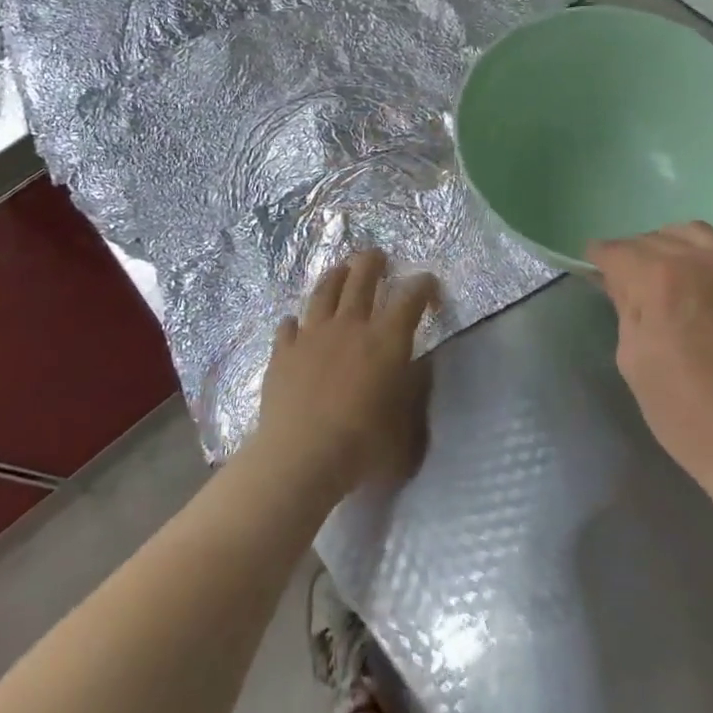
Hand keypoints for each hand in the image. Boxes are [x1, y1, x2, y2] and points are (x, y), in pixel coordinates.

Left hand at [258, 250, 439, 498]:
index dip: (423, 285)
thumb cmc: (363, 445)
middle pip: (362, 278)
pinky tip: (294, 323)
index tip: (429, 284)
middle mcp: (350, 326)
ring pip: (324, 291)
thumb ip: (413, 394)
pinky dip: (295, 322)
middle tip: (378, 256)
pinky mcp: (283, 352)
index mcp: (386, 339)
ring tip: (340, 269)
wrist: (301, 456)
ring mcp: (312, 335)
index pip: (410, 298)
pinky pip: (289, 326)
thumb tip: (416, 369)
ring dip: (335, 276)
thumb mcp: (406, 426)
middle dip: (373, 262)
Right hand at [589, 223, 712, 490]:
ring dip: (670, 247)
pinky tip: (702, 289)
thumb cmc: (687, 413)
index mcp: (658, 278)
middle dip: (634, 255)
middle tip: (627, 280)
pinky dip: (704, 259)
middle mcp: (700, 257)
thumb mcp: (633, 360)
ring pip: (692, 234)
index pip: (616, 251)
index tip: (592, 269)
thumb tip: (619, 283)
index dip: (598, 259)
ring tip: (666, 275)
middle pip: (653, 238)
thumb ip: (625, 308)